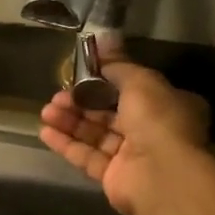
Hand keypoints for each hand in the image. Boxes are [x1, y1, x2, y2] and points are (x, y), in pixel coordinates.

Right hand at [39, 61, 210, 214]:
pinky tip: (45, 132)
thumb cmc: (157, 120)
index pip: (132, 89)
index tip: (78, 75)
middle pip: (109, 113)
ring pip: (96, 134)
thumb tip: (105, 37)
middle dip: (81, 103)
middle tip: (56, 97)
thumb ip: (117, 63)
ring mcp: (133, 156)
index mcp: (168, 105)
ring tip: (46, 112)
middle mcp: (153, 130)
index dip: (104, 82)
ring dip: (70, 122)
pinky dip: (67, 144)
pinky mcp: (114, 177)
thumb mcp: (140, 81)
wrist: (161, 174)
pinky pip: (87, 156)